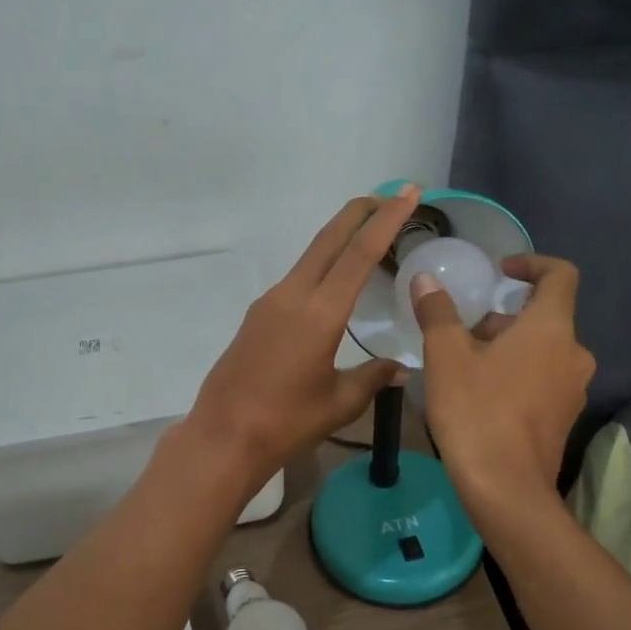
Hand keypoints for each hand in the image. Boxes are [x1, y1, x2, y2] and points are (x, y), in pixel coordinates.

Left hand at [184, 187, 421, 488]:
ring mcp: (270, 303)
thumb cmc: (286, 423)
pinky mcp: (257, 316)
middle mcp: (292, 296)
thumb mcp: (339, 403)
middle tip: (389, 196)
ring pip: (311, 256)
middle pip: (329, 240)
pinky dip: (322, 266)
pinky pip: (297, 279)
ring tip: (368, 235)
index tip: (407, 193)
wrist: (223, 437)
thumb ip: (372, 378)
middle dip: (359, 212)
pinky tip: (333, 283)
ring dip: (339, 238)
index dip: (386, 220)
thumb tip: (400, 369)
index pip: (359, 253)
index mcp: (319, 313)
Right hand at [411, 253, 594, 520]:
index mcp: (551, 328)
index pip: (560, 275)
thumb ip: (437, 312)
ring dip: (508, 346)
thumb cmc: (476, 411)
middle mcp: (574, 353)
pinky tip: (481, 396)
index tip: (501, 271)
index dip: (532, 263)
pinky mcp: (565, 418)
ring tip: (466, 366)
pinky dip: (518, 373)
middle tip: (464, 332)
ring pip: (542, 350)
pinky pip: (544, 379)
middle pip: (544, 317)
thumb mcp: (446, 356)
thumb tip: (425, 280)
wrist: (506, 489)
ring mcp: (573, 389)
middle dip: (504, 317)